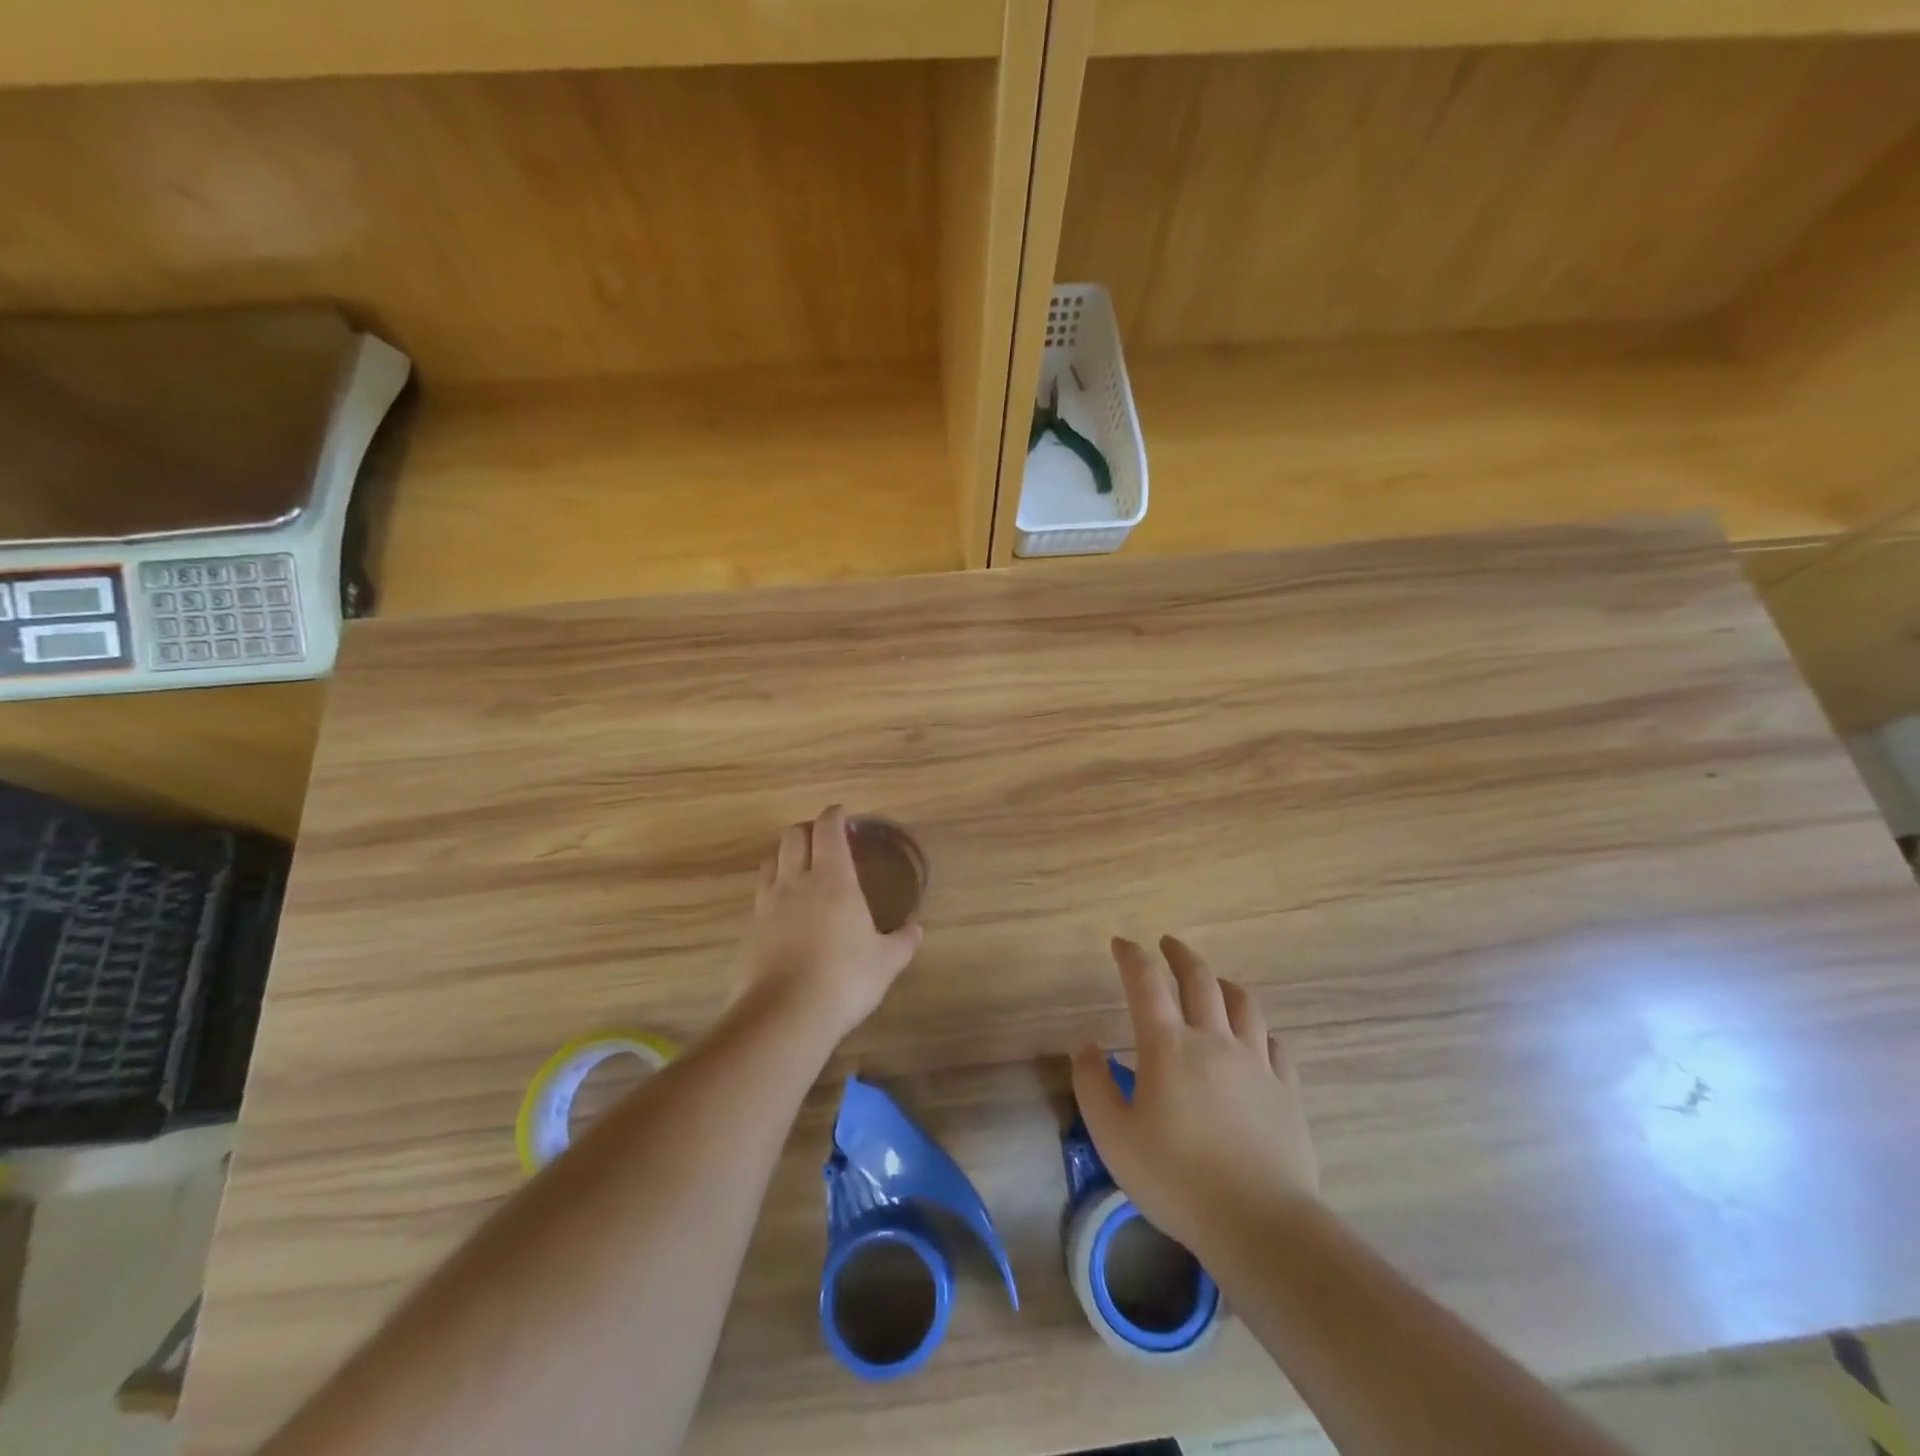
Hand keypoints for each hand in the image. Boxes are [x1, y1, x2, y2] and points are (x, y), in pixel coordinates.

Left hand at [738, 805, 923, 1043]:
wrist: (784, 1015)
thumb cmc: (845, 979)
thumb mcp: (886, 962)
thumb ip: (903, 941)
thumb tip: (917, 929)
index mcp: (833, 879)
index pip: (828, 830)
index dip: (834, 815)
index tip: (842, 813)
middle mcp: (796, 882)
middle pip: (793, 836)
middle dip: (807, 829)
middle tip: (823, 838)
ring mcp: (768, 904)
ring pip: (771, 861)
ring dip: (785, 856)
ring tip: (799, 868)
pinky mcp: (750, 929)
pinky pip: (760, 895)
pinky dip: (773, 889)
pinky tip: (784, 909)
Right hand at [1071, 936, 1319, 1260]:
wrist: (1259, 1222)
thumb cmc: (1175, 1178)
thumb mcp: (1113, 1136)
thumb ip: (1093, 1084)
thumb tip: (1086, 1044)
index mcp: (1168, 1046)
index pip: (1146, 983)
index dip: (1132, 956)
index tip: (1121, 942)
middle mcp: (1213, 1040)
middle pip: (1200, 980)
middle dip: (1180, 955)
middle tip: (1167, 943)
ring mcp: (1255, 1063)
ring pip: (1242, 1004)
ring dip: (1222, 983)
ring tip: (1214, 981)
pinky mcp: (1285, 1090)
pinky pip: (1274, 1043)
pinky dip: (1258, 1029)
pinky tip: (1255, 1037)